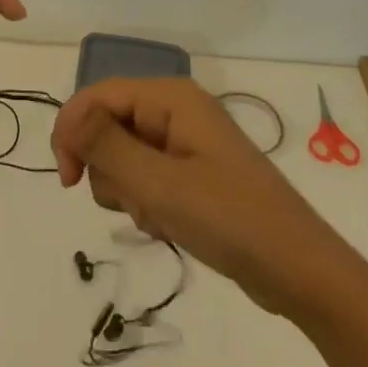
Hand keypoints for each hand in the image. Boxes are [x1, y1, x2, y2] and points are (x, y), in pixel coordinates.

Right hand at [52, 77, 332, 314]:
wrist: (299, 271)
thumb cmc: (229, 219)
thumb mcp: (159, 184)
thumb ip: (107, 145)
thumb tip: (68, 114)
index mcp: (170, 97)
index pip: (99, 95)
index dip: (73, 129)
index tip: (67, 180)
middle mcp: (175, 109)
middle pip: (109, 124)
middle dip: (108, 168)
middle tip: (135, 202)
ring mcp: (185, 141)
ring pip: (123, 155)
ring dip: (128, 190)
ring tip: (158, 216)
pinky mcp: (191, 171)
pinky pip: (146, 176)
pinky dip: (147, 202)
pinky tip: (169, 225)